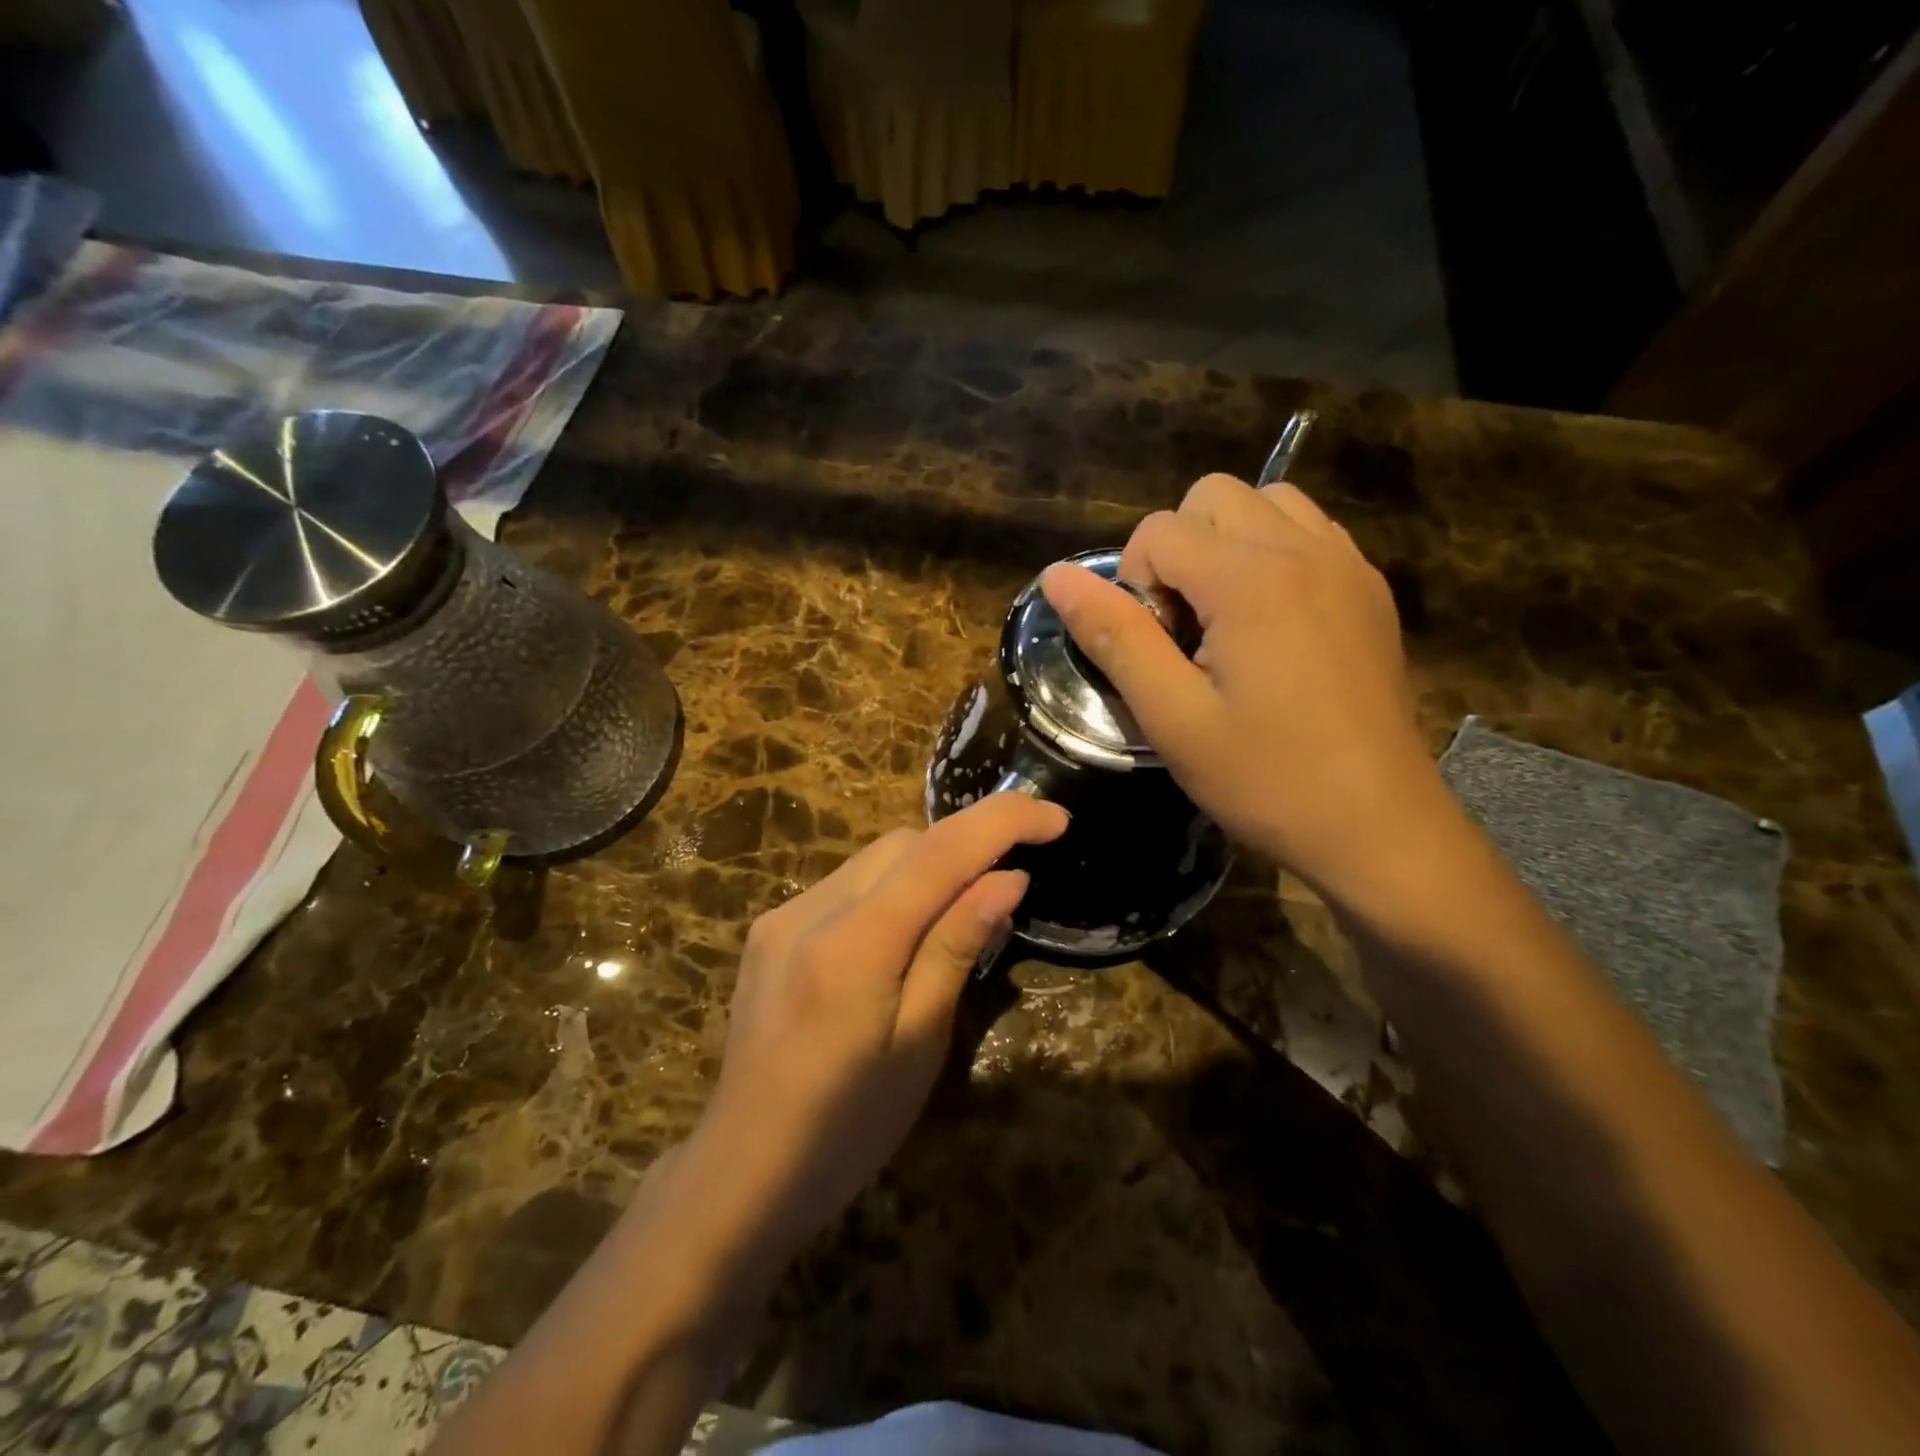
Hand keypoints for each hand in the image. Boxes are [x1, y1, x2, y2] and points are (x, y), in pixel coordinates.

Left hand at [689, 792, 1068, 1260]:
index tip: (1055, 817)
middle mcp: (811, 910)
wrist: (743, 1171)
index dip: (1002, 821)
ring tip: (962, 909)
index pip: (939, 853)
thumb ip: (958, 945)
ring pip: (875, 857)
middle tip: (1012, 880)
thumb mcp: (920, 1043)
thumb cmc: (848, 1128)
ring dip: (928, 866)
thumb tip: (1008, 877)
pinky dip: (890, 887)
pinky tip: (902, 933)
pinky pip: (846, 883)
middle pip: (905, 844)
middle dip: (966, 845)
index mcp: (853, 945)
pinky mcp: (770, 929)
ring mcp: (782, 915)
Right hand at [1041, 473, 1455, 913]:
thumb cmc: (1264, 778)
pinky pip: (1308, 531)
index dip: (1136, 585)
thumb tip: (1057, 576)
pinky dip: (1272, 552)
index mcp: (1250, 579)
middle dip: (1178, 551)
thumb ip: (1114, 636)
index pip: (1159, 530)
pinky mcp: (1370, 588)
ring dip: (1226, 544)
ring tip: (1225, 619)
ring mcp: (1346, 564)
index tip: (1158, 651)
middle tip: (1186, 631)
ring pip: (1265, 502)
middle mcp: (1304, 549)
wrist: (1377, 826)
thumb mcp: (1171, 717)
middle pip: (1211, 497)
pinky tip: (1270, 623)